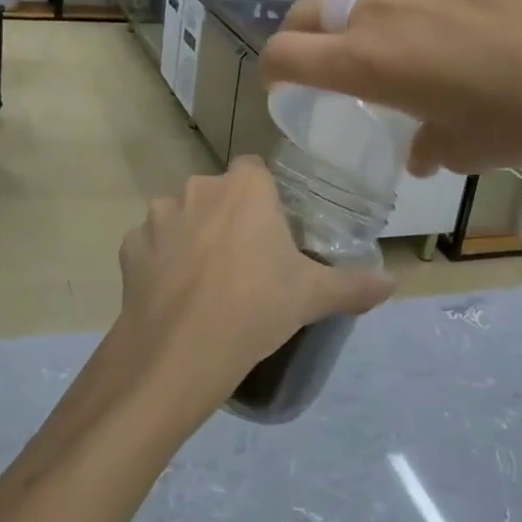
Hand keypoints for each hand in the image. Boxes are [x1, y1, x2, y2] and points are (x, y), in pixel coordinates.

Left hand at [88, 158, 391, 433]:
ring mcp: (158, 215)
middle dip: (229, 218)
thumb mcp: (313, 297)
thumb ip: (354, 284)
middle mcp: (198, 187)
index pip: (256, 171)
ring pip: (182, 217)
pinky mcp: (129, 246)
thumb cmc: (256, 308)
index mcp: (245, 187)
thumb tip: (392, 283)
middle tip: (246, 263)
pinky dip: (160, 262)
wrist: (180, 351)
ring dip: (192, 238)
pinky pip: (151, 246)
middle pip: (218, 194)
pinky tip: (173, 295)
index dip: (265, 199)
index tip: (274, 232)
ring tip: (206, 283)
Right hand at [260, 0, 521, 175]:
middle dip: (307, 33)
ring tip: (380, 10)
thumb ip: (424, 149)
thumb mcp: (459, 151)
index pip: (282, 54)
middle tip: (335, 51)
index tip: (285, 78)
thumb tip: (418, 154)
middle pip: (307, 10)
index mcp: (361, 62)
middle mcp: (370, 9)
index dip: (274, 68)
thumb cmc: (517, 119)